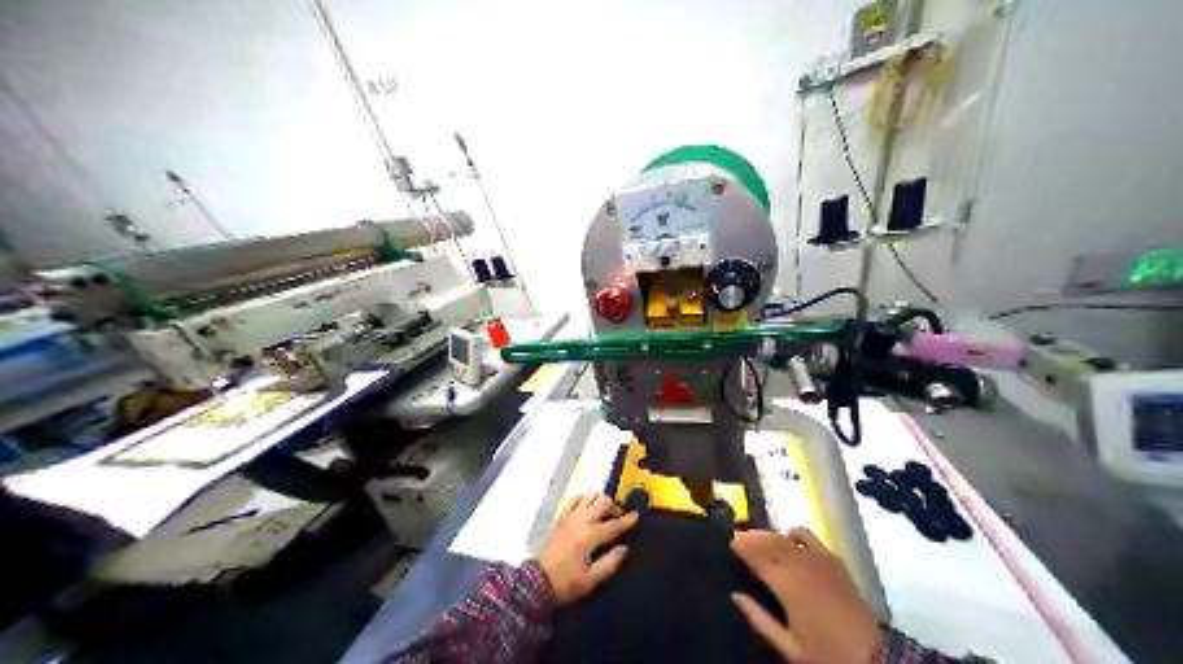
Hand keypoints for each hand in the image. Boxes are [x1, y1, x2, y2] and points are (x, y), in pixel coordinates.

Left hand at [541, 493, 641, 607]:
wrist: (538, 581)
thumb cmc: (567, 583)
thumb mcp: (591, 579)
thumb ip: (610, 562)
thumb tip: (624, 548)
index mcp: (590, 536)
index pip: (614, 524)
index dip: (628, 520)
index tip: (637, 515)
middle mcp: (581, 521)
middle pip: (603, 502)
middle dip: (615, 507)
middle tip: (619, 517)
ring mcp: (570, 516)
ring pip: (590, 495)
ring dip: (600, 500)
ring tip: (604, 513)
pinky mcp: (561, 516)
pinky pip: (575, 499)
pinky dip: (584, 499)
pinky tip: (587, 509)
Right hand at [736, 529, 880, 663]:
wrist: (873, 653)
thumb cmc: (826, 653)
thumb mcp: (787, 645)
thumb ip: (758, 618)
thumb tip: (736, 596)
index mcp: (786, 586)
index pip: (757, 558)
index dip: (742, 548)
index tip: (730, 542)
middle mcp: (800, 565)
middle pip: (769, 543)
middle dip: (752, 537)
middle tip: (738, 536)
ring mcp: (818, 559)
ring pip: (785, 537)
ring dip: (769, 534)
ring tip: (756, 535)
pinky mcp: (833, 559)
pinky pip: (808, 537)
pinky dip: (794, 533)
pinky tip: (788, 536)